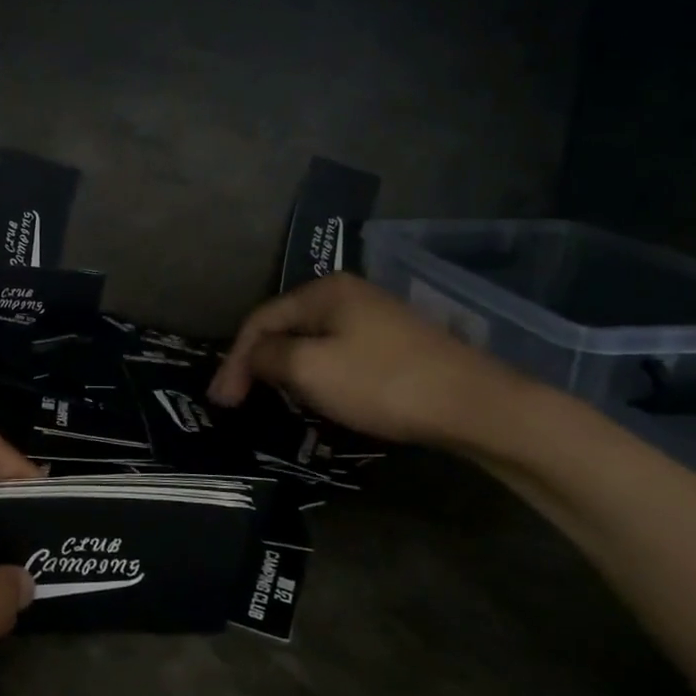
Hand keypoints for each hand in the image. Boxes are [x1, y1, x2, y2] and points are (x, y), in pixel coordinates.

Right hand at [208, 273, 518, 445]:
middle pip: (285, 328)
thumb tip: (253, 357)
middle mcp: (346, 294)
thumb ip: (268, 358)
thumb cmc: (382, 382)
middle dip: (258, 364)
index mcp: (322, 291)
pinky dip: (316, 374)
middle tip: (241, 401)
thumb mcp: (310, 370)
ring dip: (286, 371)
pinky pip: (338, 353)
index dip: (235, 360)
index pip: (260, 320)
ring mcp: (374, 317)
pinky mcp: (394, 343)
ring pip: (311, 342)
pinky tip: (317, 396)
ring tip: (272, 401)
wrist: (474, 404)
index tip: (221, 402)